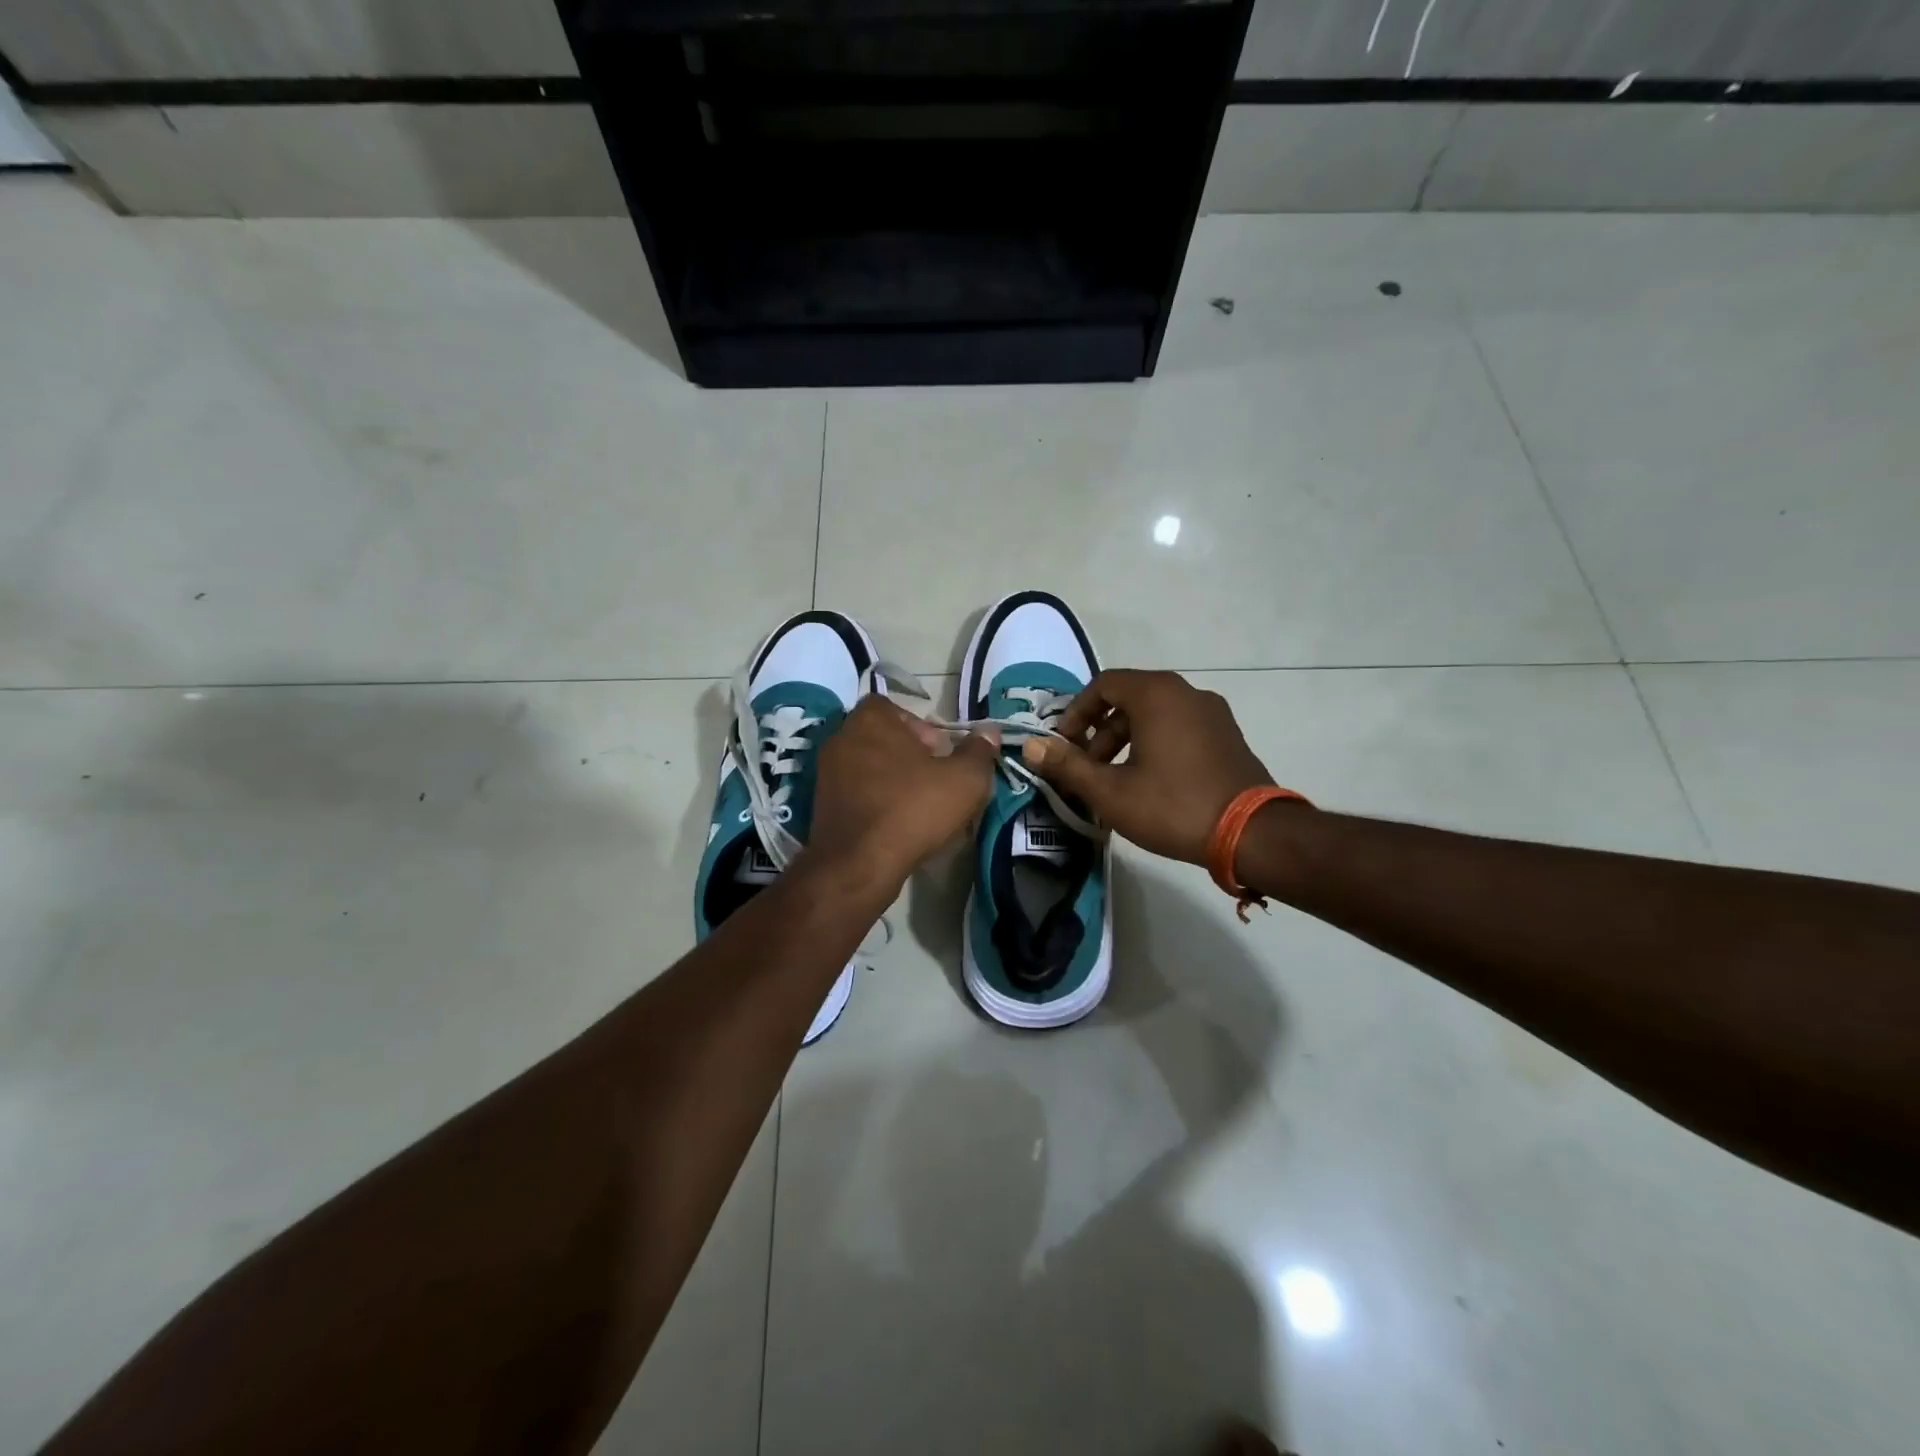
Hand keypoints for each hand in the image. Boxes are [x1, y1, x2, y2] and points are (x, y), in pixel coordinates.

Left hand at [809, 697, 999, 892]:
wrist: (858, 865)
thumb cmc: (912, 809)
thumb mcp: (964, 780)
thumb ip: (979, 751)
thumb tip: (989, 732)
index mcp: (870, 720)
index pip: (894, 707)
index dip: (920, 726)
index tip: (939, 752)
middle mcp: (841, 738)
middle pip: (882, 736)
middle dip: (909, 753)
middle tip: (934, 779)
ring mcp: (826, 772)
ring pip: (869, 765)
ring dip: (892, 779)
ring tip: (919, 804)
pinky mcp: (820, 804)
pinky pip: (856, 792)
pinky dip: (875, 800)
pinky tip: (896, 824)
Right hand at [1021, 669, 1273, 864]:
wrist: (1251, 834)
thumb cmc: (1173, 806)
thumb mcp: (1110, 791)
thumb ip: (1067, 765)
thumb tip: (1030, 746)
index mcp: (1157, 694)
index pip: (1103, 684)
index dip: (1076, 713)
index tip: (1064, 746)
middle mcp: (1186, 692)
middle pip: (1129, 698)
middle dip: (1100, 731)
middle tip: (1087, 768)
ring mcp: (1212, 713)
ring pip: (1154, 714)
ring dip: (1126, 740)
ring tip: (1115, 780)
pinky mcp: (1227, 735)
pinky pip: (1179, 727)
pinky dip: (1155, 744)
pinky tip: (1150, 782)